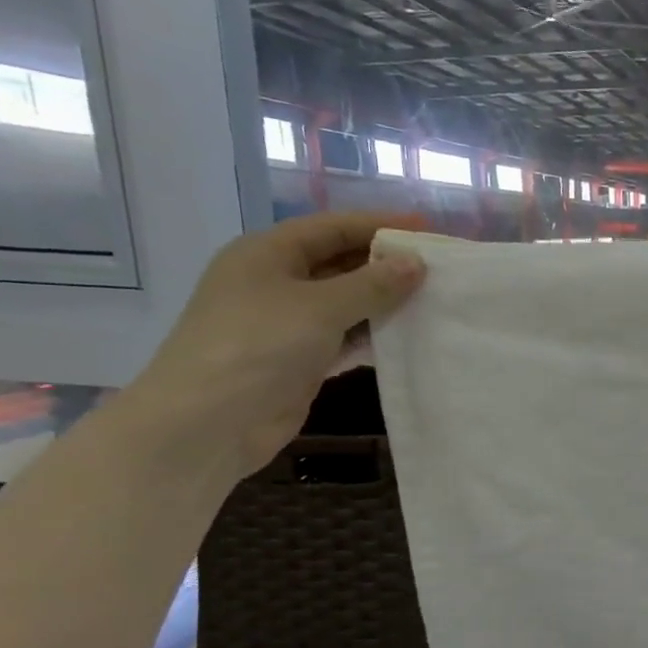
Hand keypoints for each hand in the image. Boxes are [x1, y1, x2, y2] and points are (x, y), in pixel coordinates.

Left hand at [123, 212, 425, 481]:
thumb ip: (372, 284)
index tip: (428, 230)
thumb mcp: (319, 307)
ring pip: (345, 303)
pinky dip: (373, 335)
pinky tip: (407, 337)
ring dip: (384, 302)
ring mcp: (286, 323)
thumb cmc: (258, 347)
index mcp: (268, 253)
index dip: (380, 225)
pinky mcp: (299, 359)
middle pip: (340, 263)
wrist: (208, 422)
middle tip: (438, 270)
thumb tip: (416, 263)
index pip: (333, 227)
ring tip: (433, 301)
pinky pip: (344, 337)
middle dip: (386, 265)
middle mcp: (276, 281)